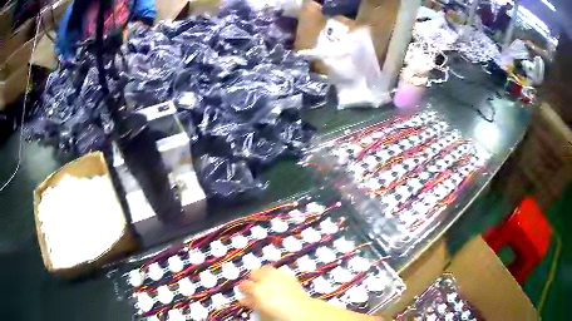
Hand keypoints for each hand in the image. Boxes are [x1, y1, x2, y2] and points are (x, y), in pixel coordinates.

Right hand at [239, 265, 309, 320]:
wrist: (300, 310)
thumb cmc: (278, 313)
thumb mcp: (261, 310)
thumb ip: (252, 303)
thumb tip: (245, 299)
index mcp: (256, 289)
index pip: (244, 285)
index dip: (242, 288)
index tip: (242, 291)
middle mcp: (266, 279)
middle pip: (254, 273)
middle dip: (252, 278)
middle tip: (253, 285)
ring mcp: (278, 275)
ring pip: (266, 268)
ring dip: (263, 273)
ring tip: (264, 279)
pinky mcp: (289, 275)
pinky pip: (279, 271)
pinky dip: (276, 274)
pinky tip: (277, 279)